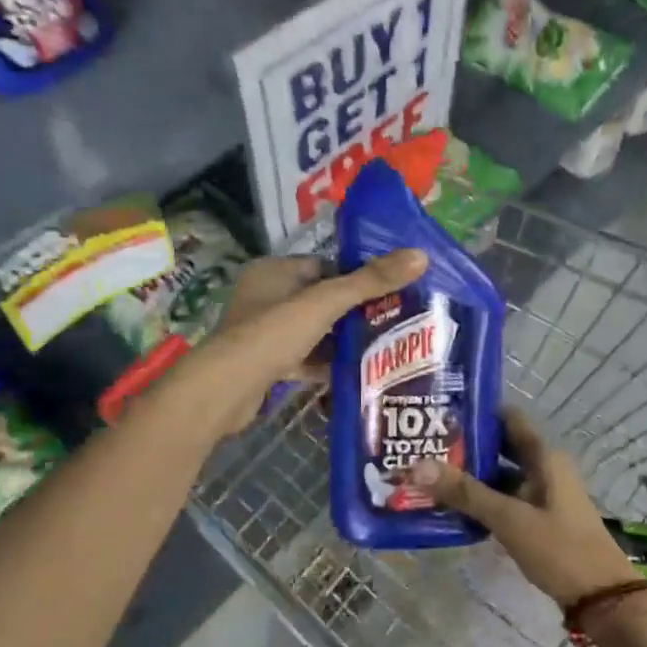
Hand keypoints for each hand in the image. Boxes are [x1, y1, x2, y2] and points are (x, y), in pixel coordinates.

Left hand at [187, 250, 426, 436]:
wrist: (226, 389)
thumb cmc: (273, 333)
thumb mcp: (326, 302)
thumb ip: (371, 281)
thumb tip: (420, 256)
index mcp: (275, 271)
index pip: (325, 266)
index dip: (357, 277)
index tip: (391, 290)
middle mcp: (266, 296)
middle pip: (321, 300)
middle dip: (354, 312)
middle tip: (394, 320)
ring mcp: (264, 332)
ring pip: (314, 331)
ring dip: (342, 340)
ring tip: (383, 346)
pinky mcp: (265, 363)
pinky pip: (304, 358)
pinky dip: (325, 364)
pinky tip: (355, 371)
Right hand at [406, 408, 640, 607]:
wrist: (601, 596)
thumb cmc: (559, 548)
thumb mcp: (509, 518)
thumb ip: (465, 492)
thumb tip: (417, 465)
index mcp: (545, 457)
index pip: (508, 419)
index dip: (477, 413)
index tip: (441, 412)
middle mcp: (545, 468)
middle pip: (502, 447)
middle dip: (467, 447)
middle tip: (425, 446)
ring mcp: (544, 494)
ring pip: (502, 476)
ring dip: (472, 477)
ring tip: (430, 475)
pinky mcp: (540, 518)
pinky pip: (507, 499)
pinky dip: (484, 500)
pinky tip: (454, 508)